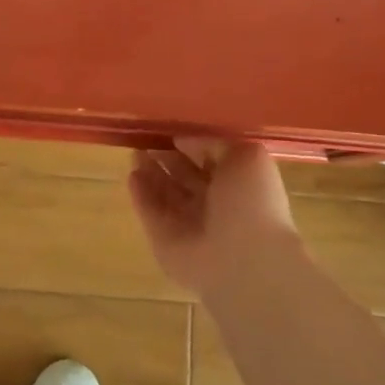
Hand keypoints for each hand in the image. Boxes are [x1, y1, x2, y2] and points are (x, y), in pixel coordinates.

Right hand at [128, 138, 299, 296]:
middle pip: (184, 176)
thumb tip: (184, 138)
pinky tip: (132, 174)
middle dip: (166, 157)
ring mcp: (188, 225)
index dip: (191, 142)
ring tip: (134, 150)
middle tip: (145, 135)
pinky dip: (140, 195)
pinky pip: (150, 213)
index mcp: (238, 184)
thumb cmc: (251, 202)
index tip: (170, 125)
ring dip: (150, 172)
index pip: (210, 159)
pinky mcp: (164, 240)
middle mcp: (214, 205)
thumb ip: (214, 142)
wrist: (244, 260)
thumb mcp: (246, 155)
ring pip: (165, 193)